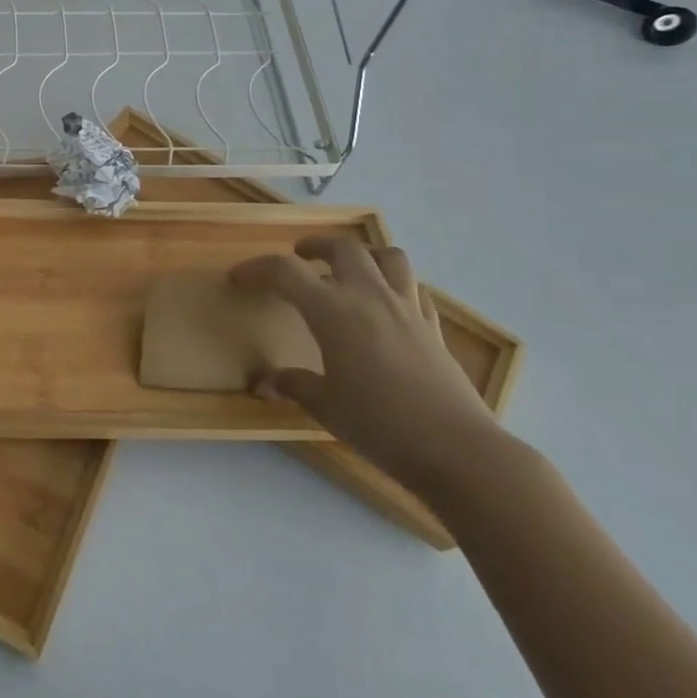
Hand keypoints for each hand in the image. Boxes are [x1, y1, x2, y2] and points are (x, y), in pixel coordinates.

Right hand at [230, 239, 501, 490]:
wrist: (458, 451)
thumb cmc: (379, 425)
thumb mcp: (325, 407)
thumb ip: (294, 385)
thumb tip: (264, 383)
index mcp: (332, 311)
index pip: (285, 272)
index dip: (256, 269)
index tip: (238, 277)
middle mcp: (369, 297)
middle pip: (343, 248)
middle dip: (316, 246)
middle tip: (299, 256)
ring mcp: (407, 309)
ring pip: (388, 257)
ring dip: (365, 254)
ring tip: (350, 269)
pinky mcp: (434, 328)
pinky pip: (414, 289)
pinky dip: (396, 285)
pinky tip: (387, 305)